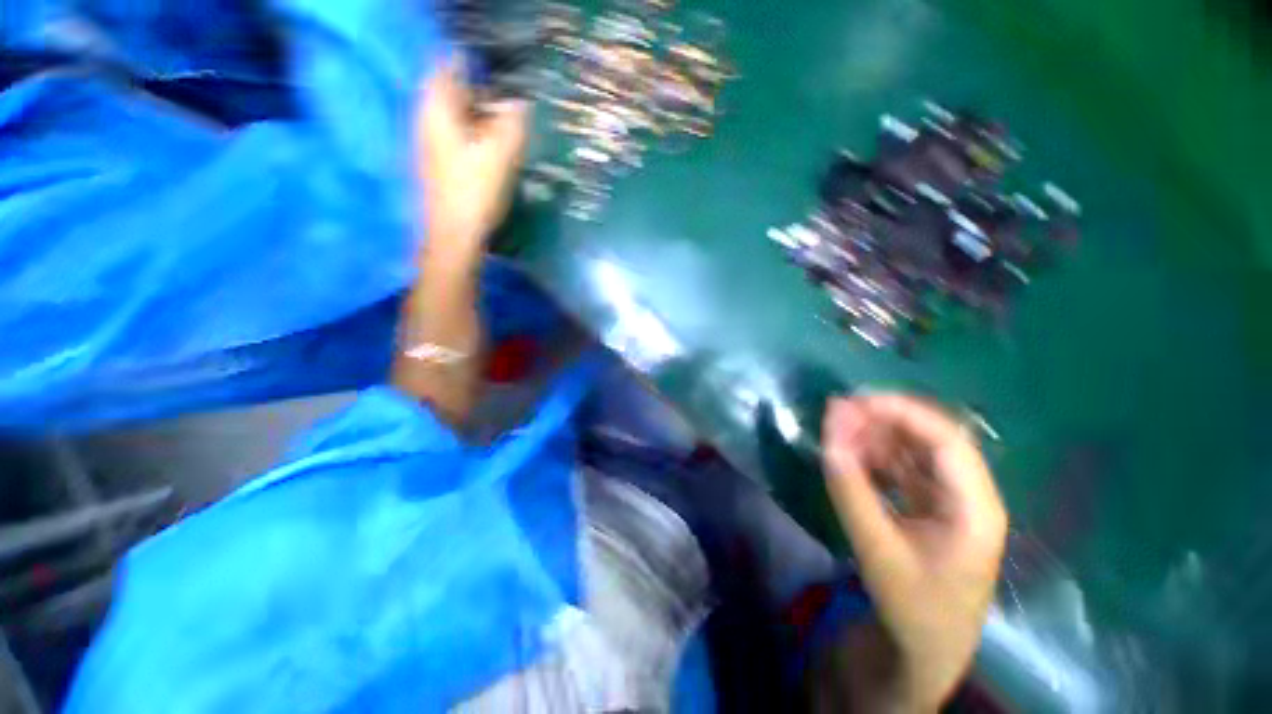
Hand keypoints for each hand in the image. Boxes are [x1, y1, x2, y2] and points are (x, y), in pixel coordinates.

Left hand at [415, 63, 529, 249]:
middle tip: (509, 107)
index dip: (475, 70)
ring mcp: (429, 145)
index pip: (449, 69)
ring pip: (454, 118)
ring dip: (479, 119)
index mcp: (436, 110)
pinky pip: (455, 138)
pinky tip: (491, 153)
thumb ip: (512, 123)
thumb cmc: (475, 191)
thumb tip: (520, 104)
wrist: (455, 235)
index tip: (501, 81)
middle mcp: (426, 121)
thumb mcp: (501, 154)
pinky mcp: (437, 165)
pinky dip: (473, 138)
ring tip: (504, 130)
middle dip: (480, 95)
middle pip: (451, 93)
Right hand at [822, 394, 1006, 708]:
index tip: (854, 403)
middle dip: (883, 419)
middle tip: (837, 411)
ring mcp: (948, 499)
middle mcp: (968, 494)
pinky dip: (874, 455)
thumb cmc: (913, 606)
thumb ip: (851, 493)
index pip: (946, 440)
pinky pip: (901, 467)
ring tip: (837, 429)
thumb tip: (828, 442)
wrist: (923, 648)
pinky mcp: (927, 505)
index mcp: (975, 506)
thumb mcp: (878, 551)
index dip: (901, 412)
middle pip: (931, 438)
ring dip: (875, 435)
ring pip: (913, 450)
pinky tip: (849, 453)